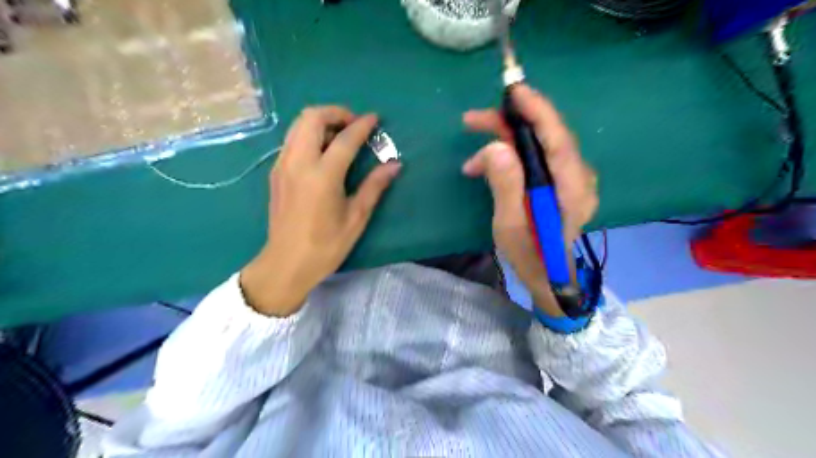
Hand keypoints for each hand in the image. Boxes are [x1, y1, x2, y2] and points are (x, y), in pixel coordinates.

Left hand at [240, 106, 399, 316]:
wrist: (286, 263)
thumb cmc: (326, 245)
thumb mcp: (356, 218)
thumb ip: (374, 186)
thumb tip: (395, 164)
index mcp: (322, 176)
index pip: (345, 138)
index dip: (363, 125)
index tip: (376, 118)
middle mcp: (299, 162)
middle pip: (312, 117)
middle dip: (336, 113)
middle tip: (354, 125)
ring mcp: (283, 165)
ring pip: (298, 125)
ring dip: (321, 122)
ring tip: (340, 136)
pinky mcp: (276, 172)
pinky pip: (292, 139)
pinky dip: (308, 134)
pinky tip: (323, 153)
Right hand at [466, 85, 597, 315]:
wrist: (549, 278)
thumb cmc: (529, 256)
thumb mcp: (510, 225)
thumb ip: (506, 186)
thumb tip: (496, 147)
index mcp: (572, 188)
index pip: (558, 138)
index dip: (537, 110)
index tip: (513, 91)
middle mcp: (578, 177)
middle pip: (546, 136)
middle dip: (508, 124)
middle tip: (472, 121)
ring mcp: (572, 179)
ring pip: (538, 145)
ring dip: (504, 143)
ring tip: (471, 160)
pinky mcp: (561, 182)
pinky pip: (536, 158)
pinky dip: (511, 157)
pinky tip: (487, 167)